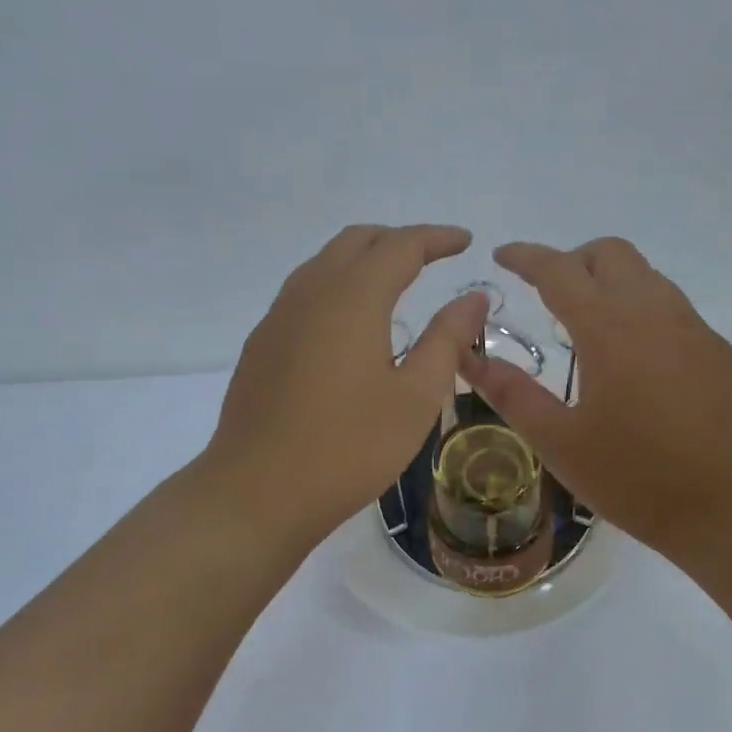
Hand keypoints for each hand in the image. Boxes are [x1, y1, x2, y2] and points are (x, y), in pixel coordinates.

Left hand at [204, 224, 486, 551]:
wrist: (256, 492)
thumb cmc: (349, 447)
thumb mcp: (416, 397)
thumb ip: (447, 339)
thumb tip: (474, 297)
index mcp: (352, 297)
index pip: (400, 245)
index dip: (436, 238)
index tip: (465, 242)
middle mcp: (310, 292)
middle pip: (356, 241)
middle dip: (398, 240)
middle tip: (433, 257)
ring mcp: (278, 317)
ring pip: (324, 263)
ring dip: (364, 259)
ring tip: (396, 282)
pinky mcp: (262, 344)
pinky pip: (305, 292)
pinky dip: (338, 286)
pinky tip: (351, 323)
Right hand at [460, 238, 731, 572]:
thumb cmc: (639, 481)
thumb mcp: (562, 444)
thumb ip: (512, 395)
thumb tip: (470, 359)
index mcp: (609, 329)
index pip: (559, 270)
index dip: (525, 256)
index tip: (501, 255)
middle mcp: (654, 312)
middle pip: (610, 253)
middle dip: (572, 260)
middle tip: (548, 295)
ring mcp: (694, 327)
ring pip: (645, 275)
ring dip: (609, 282)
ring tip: (588, 327)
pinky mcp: (718, 349)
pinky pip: (671, 305)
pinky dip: (640, 308)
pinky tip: (634, 360)